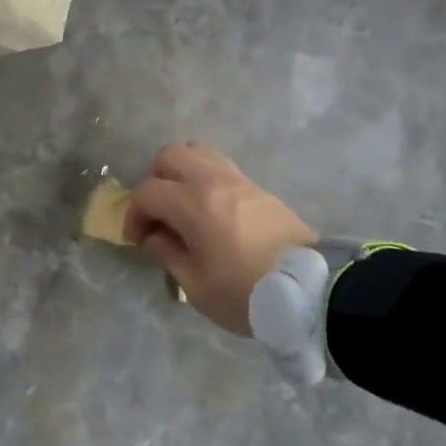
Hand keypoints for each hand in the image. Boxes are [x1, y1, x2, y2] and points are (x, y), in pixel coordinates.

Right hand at [123, 143, 317, 335]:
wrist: (310, 291)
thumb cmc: (246, 293)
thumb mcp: (196, 285)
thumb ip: (167, 253)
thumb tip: (154, 236)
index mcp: (194, 204)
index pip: (148, 192)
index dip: (134, 214)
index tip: (137, 240)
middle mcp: (214, 181)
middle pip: (171, 155)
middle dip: (155, 181)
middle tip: (159, 214)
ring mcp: (239, 180)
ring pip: (198, 152)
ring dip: (182, 173)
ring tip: (183, 205)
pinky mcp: (258, 188)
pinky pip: (221, 166)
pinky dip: (205, 179)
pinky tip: (210, 211)